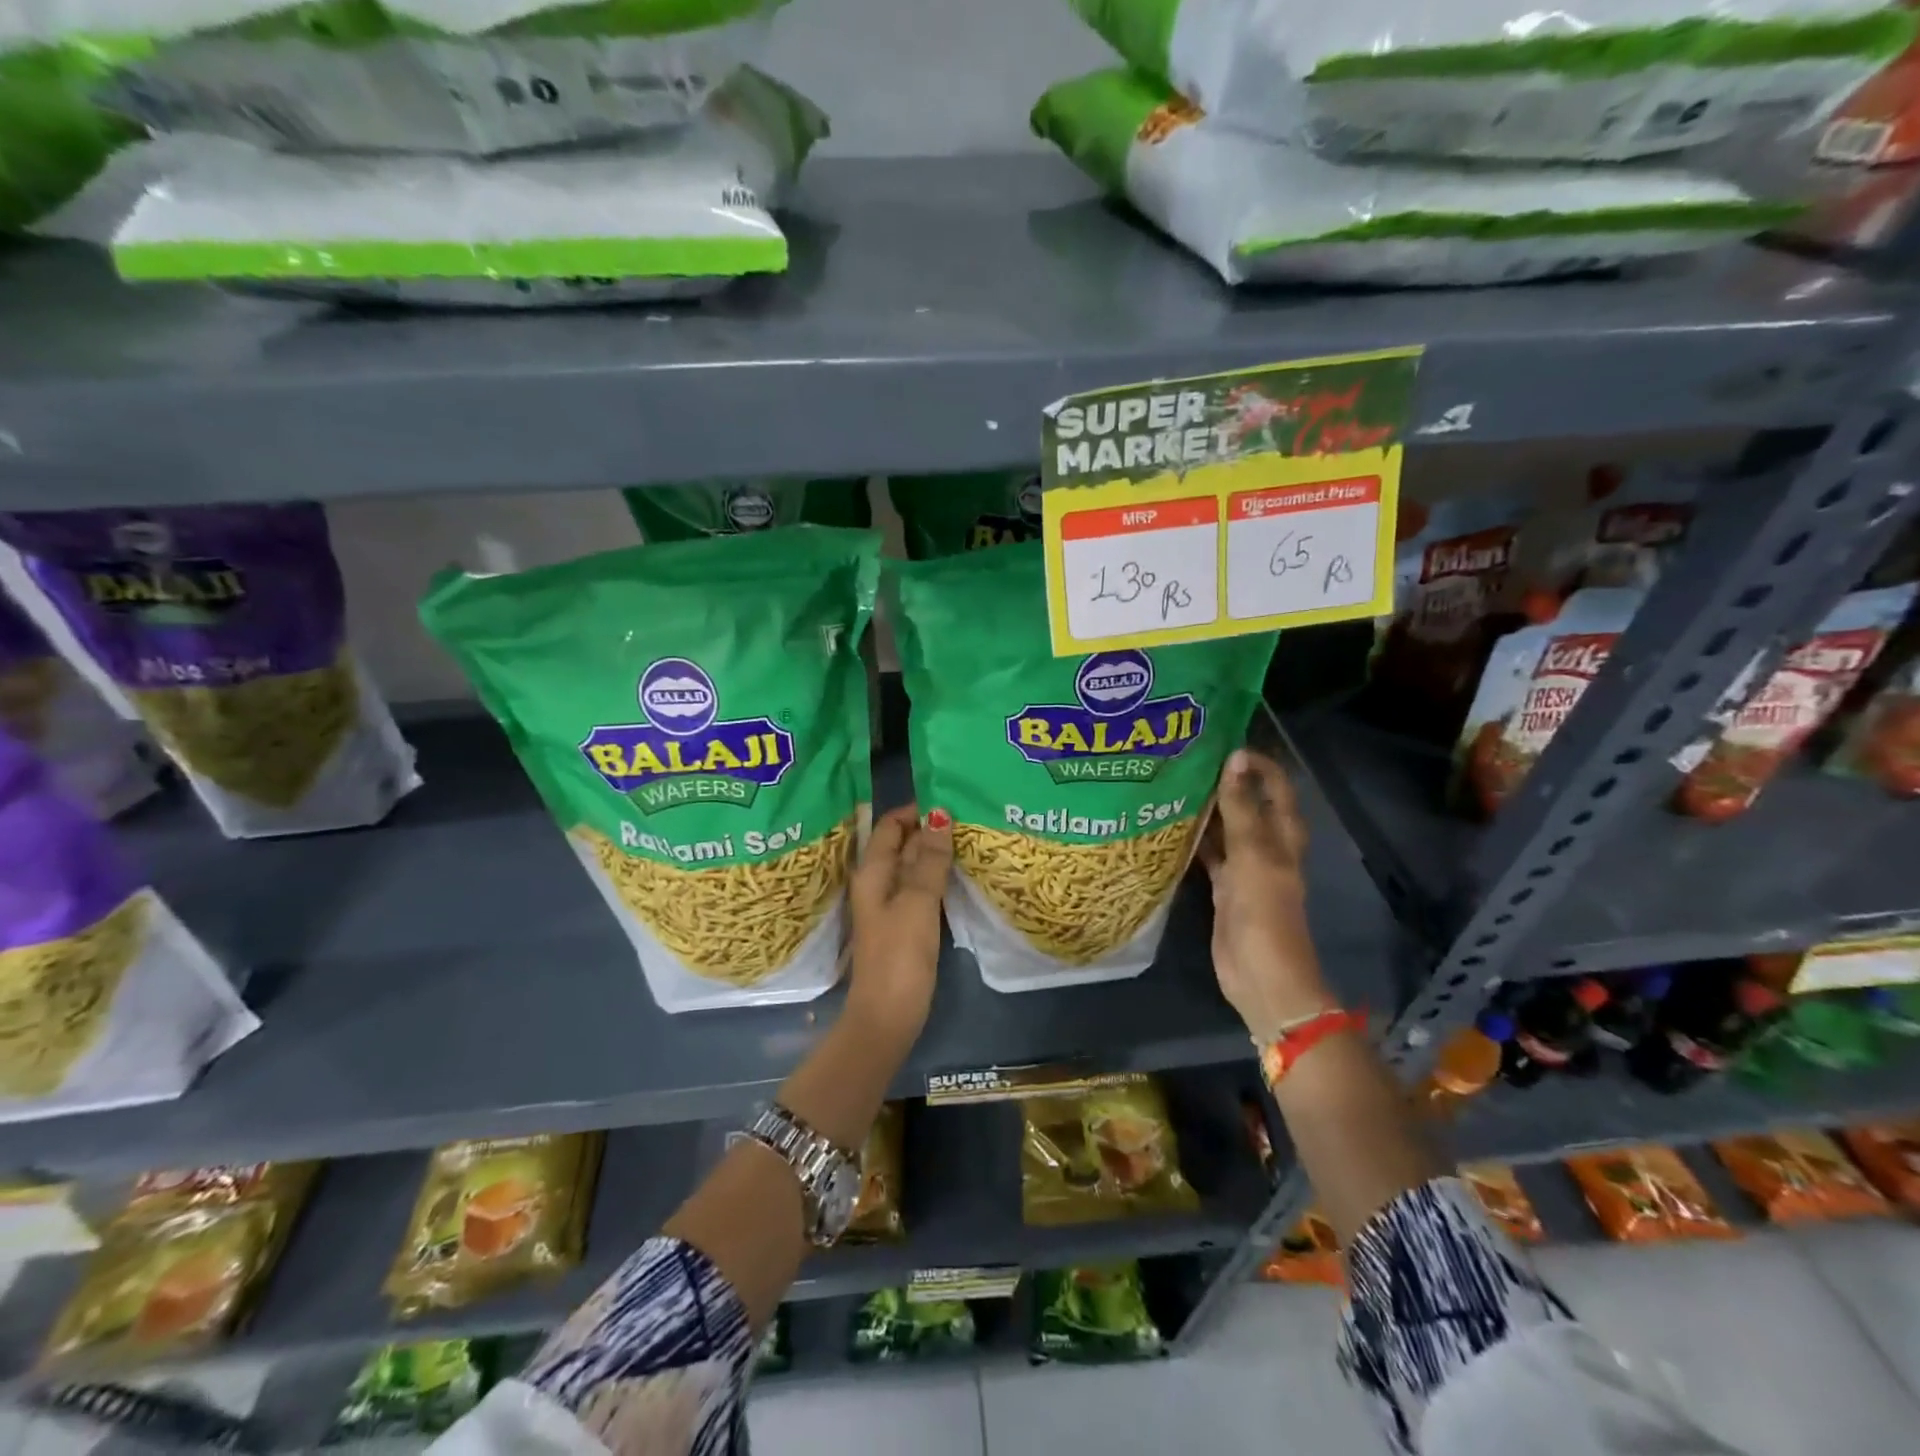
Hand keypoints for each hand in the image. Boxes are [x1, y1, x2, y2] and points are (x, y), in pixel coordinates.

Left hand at [846, 803, 952, 1042]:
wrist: (888, 1017)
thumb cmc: (899, 956)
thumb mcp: (917, 903)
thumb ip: (929, 860)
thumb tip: (940, 815)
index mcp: (873, 873)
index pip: (891, 825)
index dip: (916, 810)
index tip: (952, 799)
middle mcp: (878, 883)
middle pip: (903, 844)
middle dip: (932, 829)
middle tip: (971, 816)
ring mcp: (892, 905)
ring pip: (914, 867)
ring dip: (938, 852)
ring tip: (973, 838)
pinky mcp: (906, 924)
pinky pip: (922, 889)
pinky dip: (939, 876)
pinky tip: (963, 874)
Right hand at [1198, 750, 1329, 1041]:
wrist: (1263, 977)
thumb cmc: (1265, 913)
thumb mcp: (1254, 855)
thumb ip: (1242, 808)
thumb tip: (1235, 757)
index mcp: (1284, 834)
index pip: (1274, 784)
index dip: (1254, 761)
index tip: (1218, 742)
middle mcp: (1266, 844)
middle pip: (1247, 802)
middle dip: (1223, 780)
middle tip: (1183, 757)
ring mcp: (1244, 866)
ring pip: (1224, 827)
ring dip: (1204, 808)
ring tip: (1169, 782)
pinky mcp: (1224, 887)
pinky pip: (1208, 853)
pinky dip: (1192, 839)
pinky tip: (1165, 825)